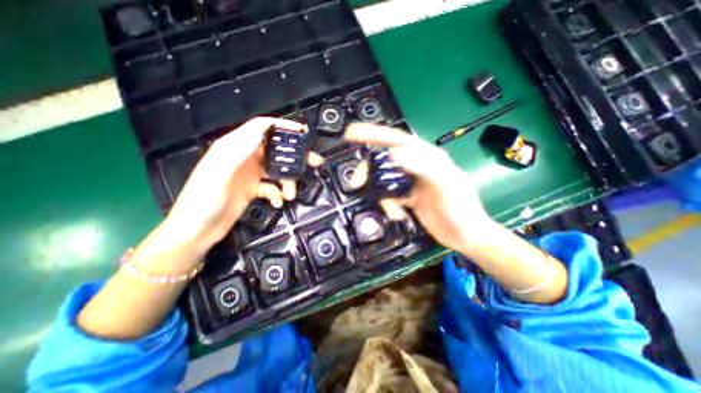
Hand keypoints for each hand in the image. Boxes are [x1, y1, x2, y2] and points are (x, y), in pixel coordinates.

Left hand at [156, 118, 321, 261]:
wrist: (197, 231)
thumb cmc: (204, 201)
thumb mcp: (218, 173)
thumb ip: (238, 150)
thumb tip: (262, 130)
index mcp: (234, 148)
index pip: (261, 128)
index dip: (282, 126)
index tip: (302, 131)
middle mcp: (244, 158)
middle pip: (275, 150)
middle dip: (295, 156)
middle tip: (314, 161)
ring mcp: (250, 174)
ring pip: (278, 170)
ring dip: (288, 181)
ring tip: (291, 194)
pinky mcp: (254, 189)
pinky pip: (273, 187)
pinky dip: (278, 194)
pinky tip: (278, 202)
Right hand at [345, 123, 491, 250]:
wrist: (466, 236)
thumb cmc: (461, 209)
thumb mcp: (446, 185)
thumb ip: (422, 166)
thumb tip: (392, 152)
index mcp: (427, 157)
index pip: (397, 139)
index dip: (374, 133)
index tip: (351, 133)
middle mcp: (416, 166)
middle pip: (384, 160)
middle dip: (369, 170)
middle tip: (356, 183)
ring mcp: (410, 182)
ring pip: (384, 180)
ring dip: (381, 195)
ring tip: (392, 211)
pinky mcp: (407, 197)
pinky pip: (389, 195)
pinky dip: (388, 205)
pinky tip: (397, 215)